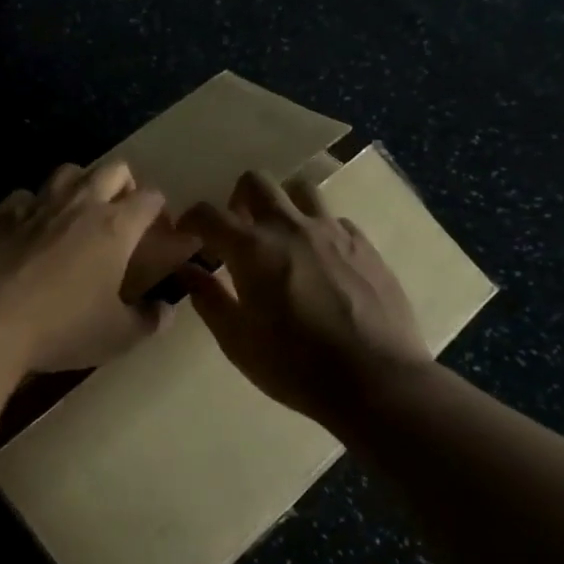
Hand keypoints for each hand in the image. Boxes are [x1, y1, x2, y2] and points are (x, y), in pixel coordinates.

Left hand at [0, 161, 197, 373]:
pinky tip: (29, 229)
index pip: (150, 198)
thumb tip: (165, 310)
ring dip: (79, 185)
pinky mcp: (0, 214)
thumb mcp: (116, 337)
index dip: (158, 209)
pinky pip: (24, 196)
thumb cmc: (60, 328)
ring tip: (76, 213)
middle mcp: (79, 204)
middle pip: (113, 169)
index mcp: (115, 227)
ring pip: (68, 171)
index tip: (156, 228)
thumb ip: (148, 321)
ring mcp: (36, 204)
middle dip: (124, 184)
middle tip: (120, 213)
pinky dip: (33, 207)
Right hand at [177, 170, 433, 429]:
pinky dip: (318, 229)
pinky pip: (334, 219)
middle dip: (237, 198)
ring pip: (300, 189)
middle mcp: (290, 227)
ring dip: (282, 203)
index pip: (208, 214)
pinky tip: (320, 259)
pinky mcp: (365, 245)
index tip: (186, 232)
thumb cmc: (295, 366)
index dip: (191, 218)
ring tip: (280, 235)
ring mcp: (332, 232)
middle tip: (237, 230)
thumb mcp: (237, 342)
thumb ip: (209, 299)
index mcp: (252, 249)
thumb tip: (187, 271)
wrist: (377, 381)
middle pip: (256, 181)